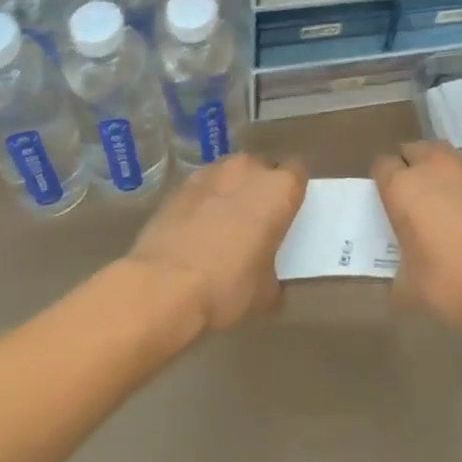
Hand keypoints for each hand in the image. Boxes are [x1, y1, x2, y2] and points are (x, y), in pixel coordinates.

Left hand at [125, 154, 307, 331]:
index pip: (298, 172)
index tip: (288, 212)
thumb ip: (274, 274)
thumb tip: (270, 282)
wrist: (162, 285)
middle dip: (261, 189)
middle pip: (263, 169)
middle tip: (257, 221)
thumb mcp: (264, 292)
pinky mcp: (180, 186)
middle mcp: (249, 170)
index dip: (293, 191)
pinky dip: (203, 202)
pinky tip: (195, 230)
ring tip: (223, 223)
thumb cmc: (227, 285)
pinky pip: (203, 188)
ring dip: (232, 191)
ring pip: (231, 175)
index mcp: (280, 189)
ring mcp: (211, 173)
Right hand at [371, 141, 461, 333]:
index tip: (386, 203)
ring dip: (438, 171)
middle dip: (410, 166)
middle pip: (414, 150)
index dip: (382, 182)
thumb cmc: (449, 281)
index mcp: (403, 186)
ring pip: (444, 157)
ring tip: (440, 202)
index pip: (382, 166)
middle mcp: (434, 168)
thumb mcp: (409, 287)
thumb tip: (400, 281)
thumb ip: (399, 273)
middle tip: (411, 197)